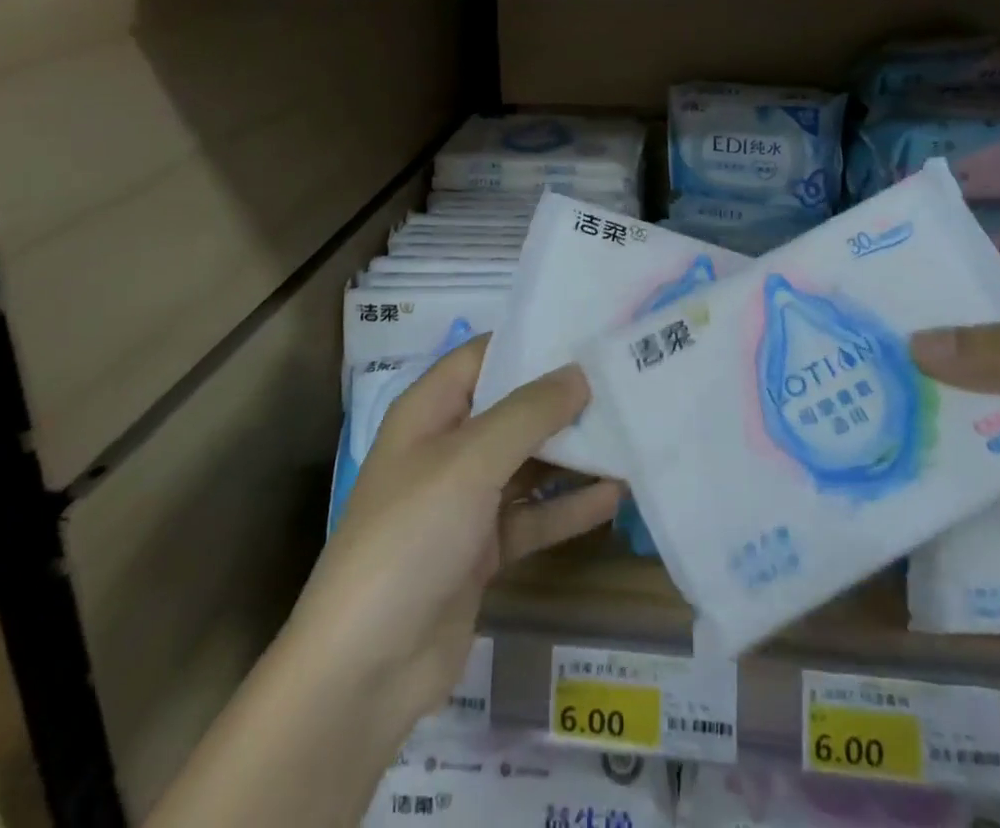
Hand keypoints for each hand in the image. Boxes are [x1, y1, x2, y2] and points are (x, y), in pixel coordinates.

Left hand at [293, 337, 621, 735]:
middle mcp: (447, 448)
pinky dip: (569, 507)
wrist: (367, 669)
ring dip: (574, 452)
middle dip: (564, 398)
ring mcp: (465, 501)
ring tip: (631, 431)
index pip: (484, 356)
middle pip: (513, 408)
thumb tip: (579, 372)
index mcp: (430, 411)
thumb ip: (529, 413)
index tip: (588, 331)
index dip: (531, 340)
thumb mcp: (470, 461)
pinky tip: (616, 494)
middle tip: (624, 379)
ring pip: (528, 463)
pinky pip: (534, 516)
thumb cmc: (411, 536)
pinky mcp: (483, 549)